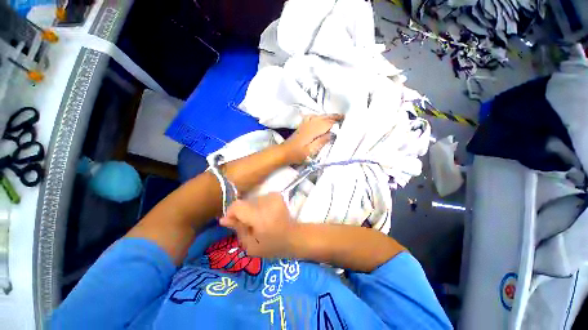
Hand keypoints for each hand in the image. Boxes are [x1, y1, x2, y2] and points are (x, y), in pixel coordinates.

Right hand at [219, 193, 295, 257]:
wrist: (294, 236)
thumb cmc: (273, 246)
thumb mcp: (251, 245)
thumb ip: (238, 229)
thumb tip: (223, 219)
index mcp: (260, 217)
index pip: (237, 206)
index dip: (231, 213)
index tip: (232, 223)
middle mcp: (267, 202)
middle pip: (245, 203)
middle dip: (242, 213)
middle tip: (247, 225)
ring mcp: (274, 197)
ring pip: (252, 200)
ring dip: (251, 210)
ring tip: (258, 221)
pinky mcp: (277, 195)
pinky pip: (260, 198)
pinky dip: (259, 206)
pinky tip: (265, 215)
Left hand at [282, 114, 342, 163]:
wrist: (284, 152)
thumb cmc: (297, 154)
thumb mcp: (311, 151)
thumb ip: (321, 141)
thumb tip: (332, 134)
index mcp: (313, 130)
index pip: (328, 123)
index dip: (337, 122)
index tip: (346, 121)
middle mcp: (310, 124)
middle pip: (324, 118)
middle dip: (334, 117)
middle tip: (344, 117)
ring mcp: (305, 124)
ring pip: (319, 116)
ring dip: (328, 116)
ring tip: (336, 117)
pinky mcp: (302, 126)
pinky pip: (311, 117)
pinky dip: (318, 116)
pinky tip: (320, 117)